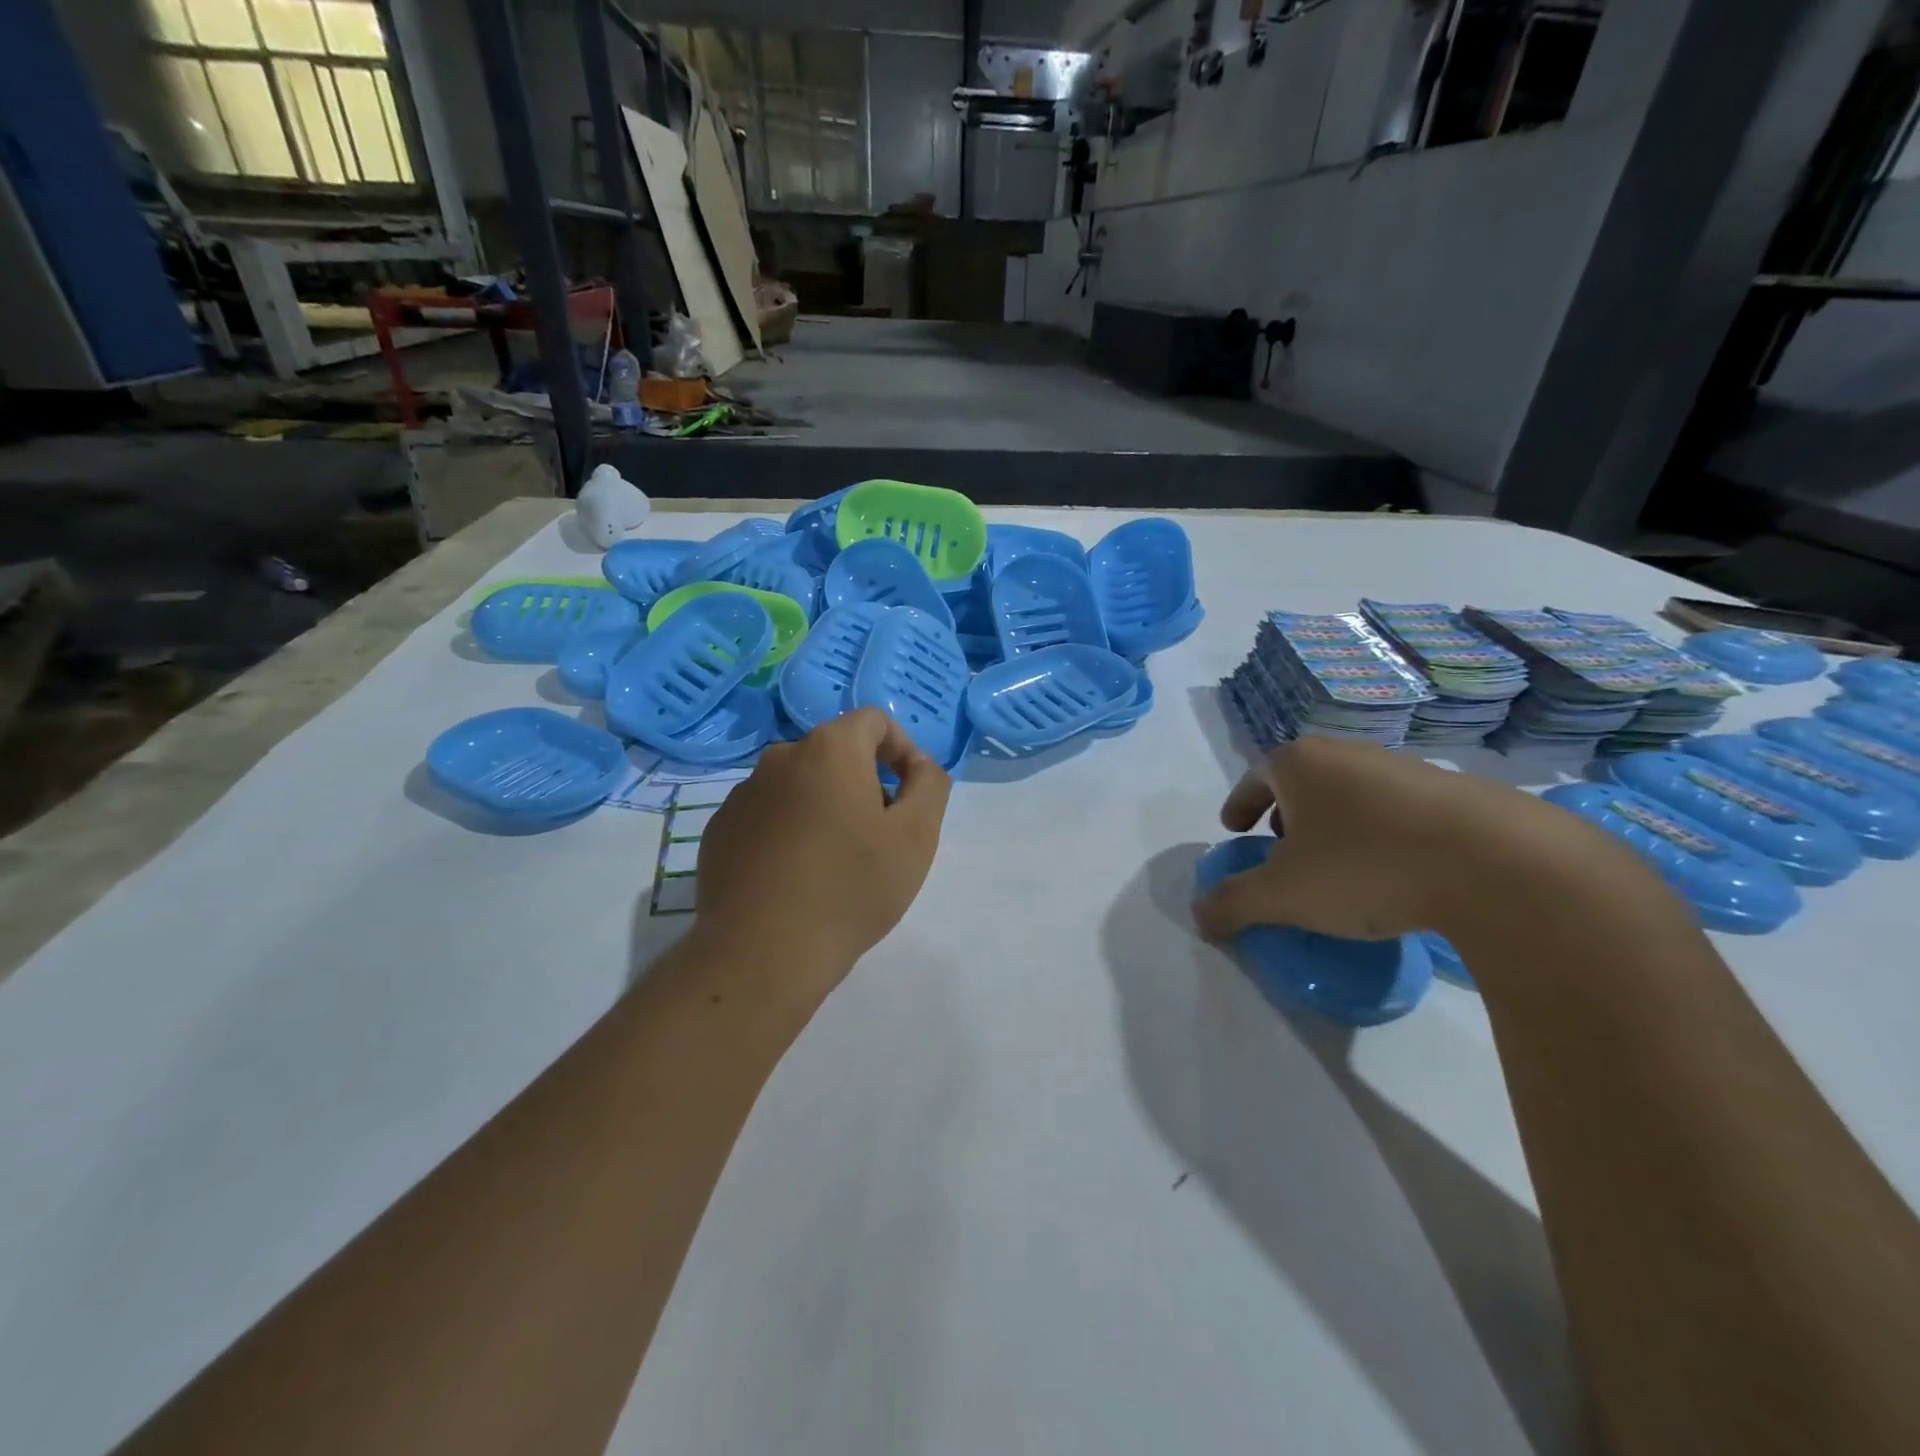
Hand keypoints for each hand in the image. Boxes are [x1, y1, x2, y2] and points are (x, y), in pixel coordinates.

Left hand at [692, 708, 951, 1006]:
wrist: (763, 953)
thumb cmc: (851, 888)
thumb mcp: (916, 836)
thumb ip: (930, 784)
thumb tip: (919, 764)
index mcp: (829, 749)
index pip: (874, 721)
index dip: (902, 750)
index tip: (910, 796)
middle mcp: (780, 757)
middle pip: (836, 753)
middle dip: (864, 783)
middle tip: (879, 837)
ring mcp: (742, 794)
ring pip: (799, 785)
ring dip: (824, 807)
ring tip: (836, 863)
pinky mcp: (719, 830)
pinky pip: (767, 815)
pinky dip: (788, 830)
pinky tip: (795, 878)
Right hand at [1192, 736, 1586, 942]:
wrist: (1498, 862)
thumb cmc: (1366, 866)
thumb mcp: (1283, 895)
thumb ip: (1233, 903)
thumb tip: (1198, 916)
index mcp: (1300, 763)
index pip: (1255, 777)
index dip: (1240, 805)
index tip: (1235, 830)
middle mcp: (1347, 753)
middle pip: (1302, 781)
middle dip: (1286, 814)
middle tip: (1281, 849)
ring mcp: (1403, 767)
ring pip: (1350, 793)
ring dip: (1334, 824)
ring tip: (1338, 866)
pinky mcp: (1453, 791)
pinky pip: (1394, 810)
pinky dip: (1378, 834)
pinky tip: (1393, 872)